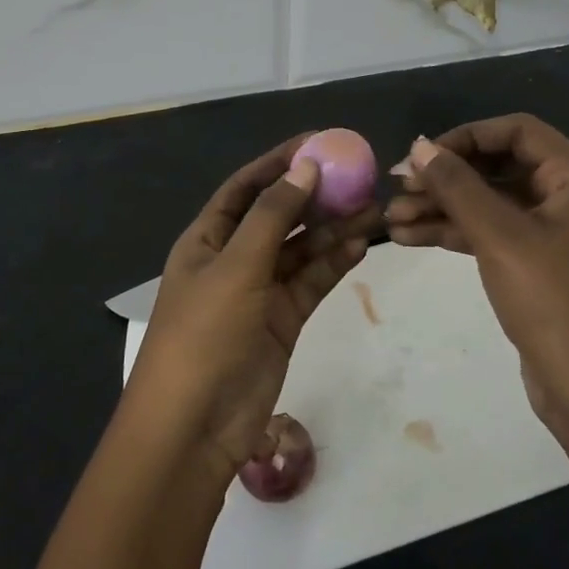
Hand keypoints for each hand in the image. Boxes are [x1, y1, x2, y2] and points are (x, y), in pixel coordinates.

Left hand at [125, 134, 378, 478]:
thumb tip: (306, 167)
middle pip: (279, 215)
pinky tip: (362, 244)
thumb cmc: (204, 333)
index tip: (320, 142)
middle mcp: (233, 258)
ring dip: (333, 229)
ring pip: (301, 249)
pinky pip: (311, 281)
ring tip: (374, 208)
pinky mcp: (282, 320)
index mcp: (207, 238)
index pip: (247, 187)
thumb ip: (273, 215)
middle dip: (316, 196)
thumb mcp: (236, 265)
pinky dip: (334, 263)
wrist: (194, 426)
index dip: (280, 162)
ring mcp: (259, 291)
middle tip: (359, 177)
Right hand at [385, 115, 568, 438]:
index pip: (518, 131)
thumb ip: (457, 187)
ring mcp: (550, 235)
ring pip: (488, 204)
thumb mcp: (500, 236)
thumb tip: (419, 146)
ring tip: (391, 220)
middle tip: (398, 189)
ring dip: (442, 208)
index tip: (425, 155)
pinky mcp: (534, 267)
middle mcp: (566, 199)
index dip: (468, 136)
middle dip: (446, 177)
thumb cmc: (553, 301)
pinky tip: (408, 239)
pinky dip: (453, 234)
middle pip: (498, 167)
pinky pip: (490, 234)